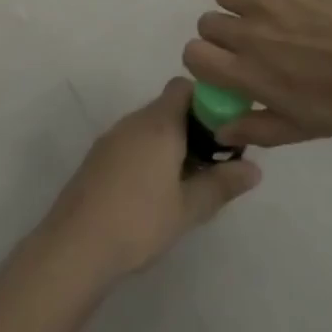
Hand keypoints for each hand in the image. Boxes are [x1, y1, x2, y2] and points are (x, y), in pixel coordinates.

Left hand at [43, 79, 260, 279]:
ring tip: (188, 181)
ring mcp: (112, 137)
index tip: (225, 131)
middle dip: (193, 128)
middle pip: (168, 106)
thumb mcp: (189, 208)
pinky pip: (132, 142)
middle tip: (213, 163)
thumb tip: (255, 169)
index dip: (207, 101)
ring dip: (171, 143)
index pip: (184, 87)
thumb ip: (222, 184)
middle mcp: (134, 120)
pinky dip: (149, 154)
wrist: (76, 244)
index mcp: (159, 123)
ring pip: (150, 126)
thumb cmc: (140, 221)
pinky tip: (155, 191)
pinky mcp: (98, 157)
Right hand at [182, 0, 331, 146]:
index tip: (225, 66)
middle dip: (223, 35)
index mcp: (251, 73)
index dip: (205, 61)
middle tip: (254, 44)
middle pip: (207, 22)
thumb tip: (219, 129)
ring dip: (238, 4)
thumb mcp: (306, 128)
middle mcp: (250, 32)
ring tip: (268, 15)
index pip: (194, 55)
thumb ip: (258, 128)